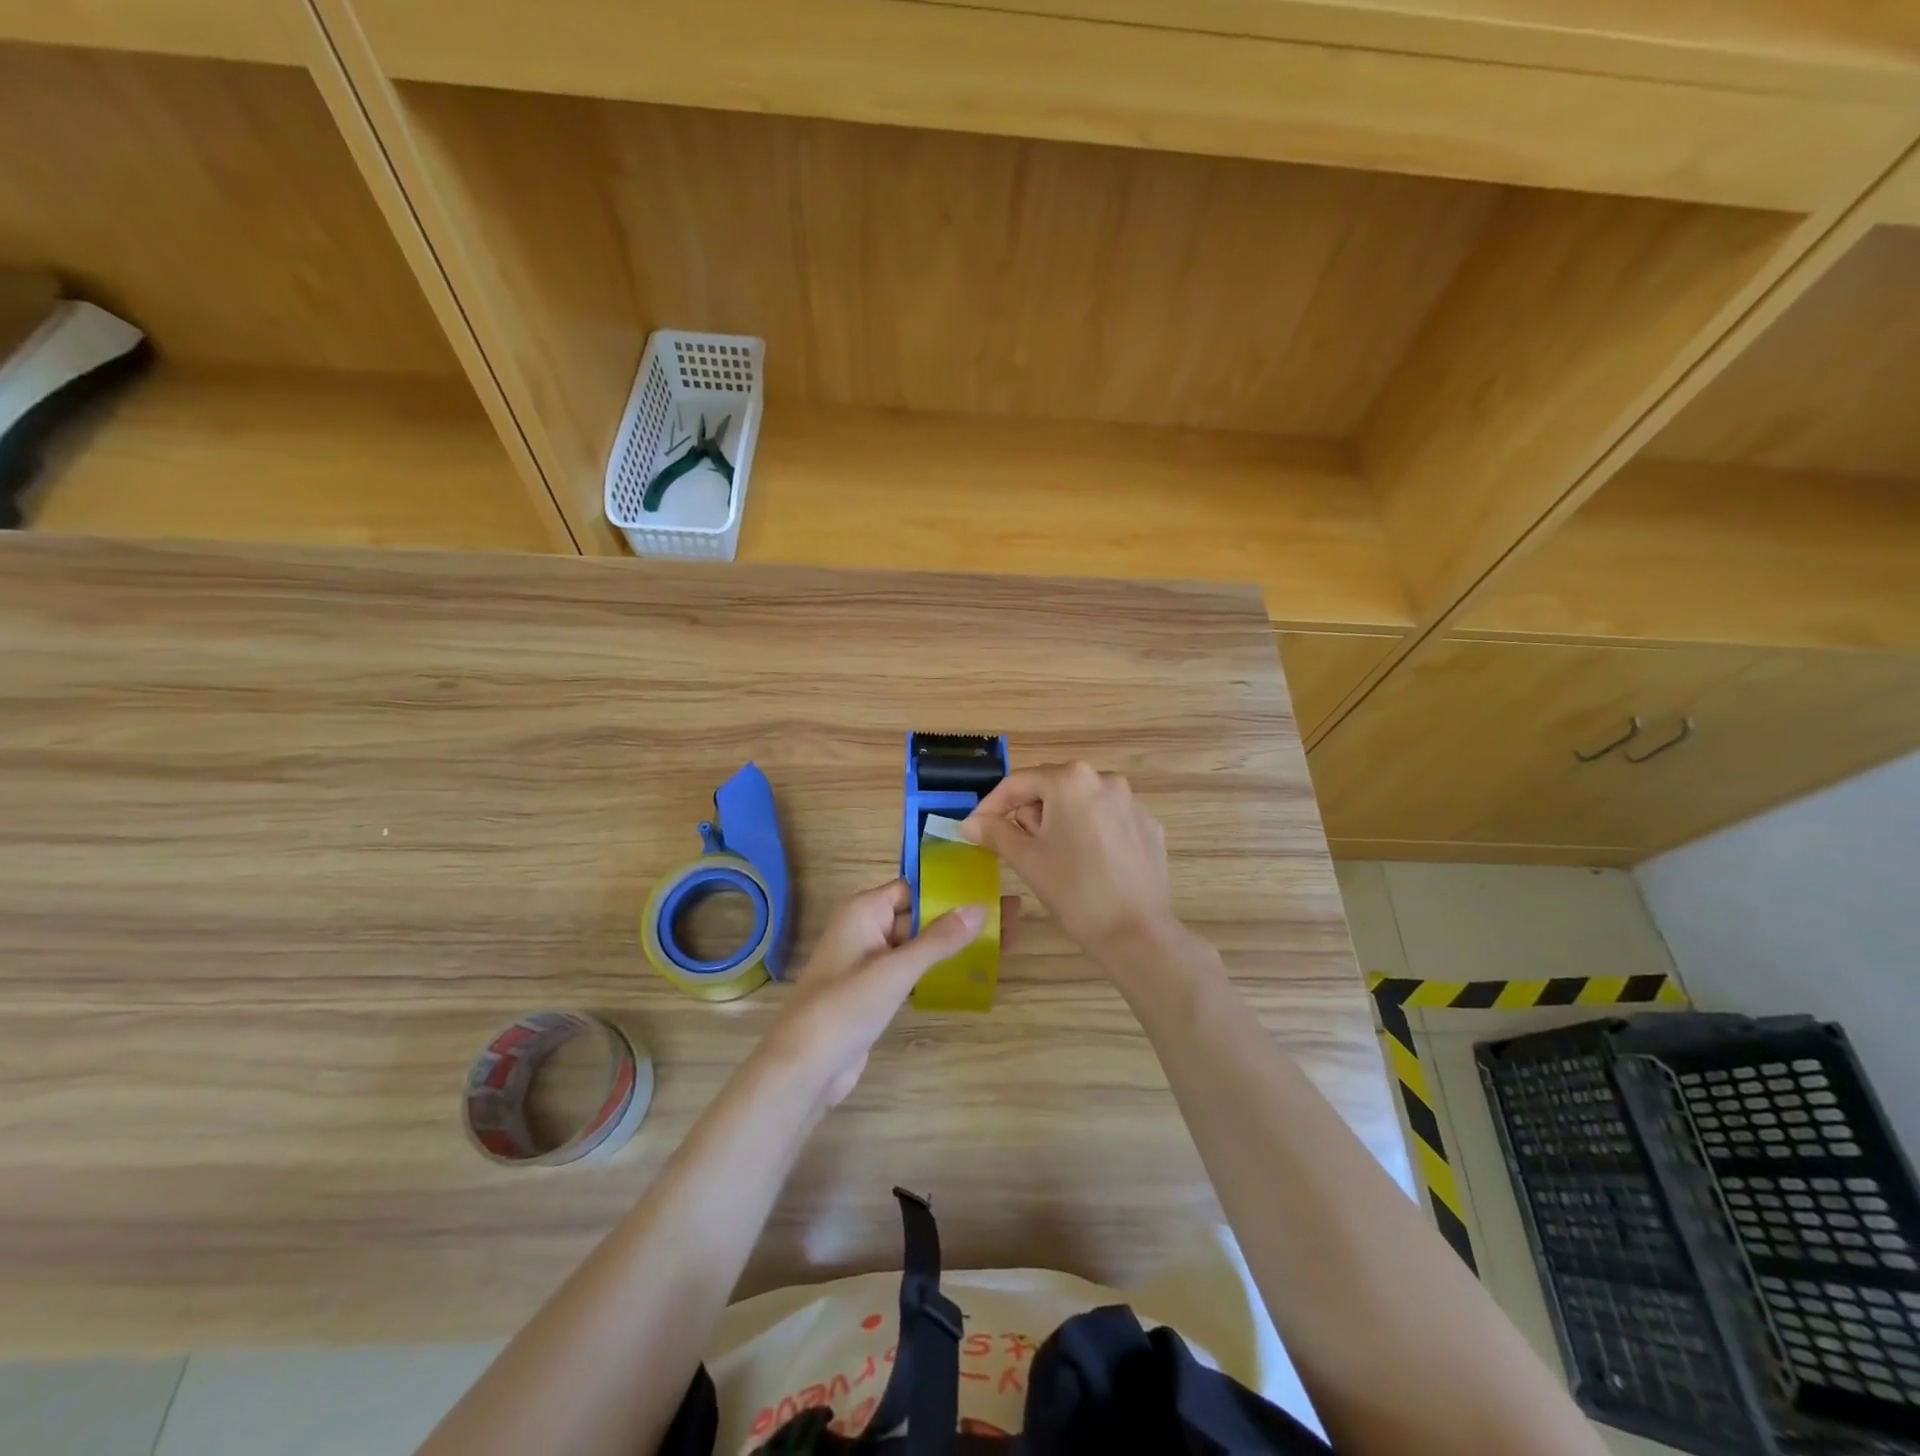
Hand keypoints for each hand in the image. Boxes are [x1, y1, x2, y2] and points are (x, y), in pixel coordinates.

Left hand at [767, 880, 984, 1106]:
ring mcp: (869, 962)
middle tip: (1011, 917)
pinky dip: (938, 969)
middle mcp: (865, 928)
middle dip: (961, 917)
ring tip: (1003, 941)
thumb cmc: (845, 1007)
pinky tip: (972, 971)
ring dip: (954, 944)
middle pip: (920, 914)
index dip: (950, 888)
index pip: (913, 887)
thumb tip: (980, 908)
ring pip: (919, 944)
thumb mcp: (895, 970)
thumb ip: (938, 939)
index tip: (991, 888)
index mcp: (863, 911)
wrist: (805, 1068)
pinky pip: (912, 970)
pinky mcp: (875, 991)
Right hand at [962, 762, 1175, 961]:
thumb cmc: (1074, 891)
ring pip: (1080, 803)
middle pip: (1051, 788)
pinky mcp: (1148, 826)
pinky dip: (1090, 833)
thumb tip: (971, 823)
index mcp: (1071, 780)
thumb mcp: (1026, 859)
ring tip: (1057, 859)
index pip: (1018, 783)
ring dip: (1060, 822)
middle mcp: (1105, 779)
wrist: (1135, 933)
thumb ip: (995, 832)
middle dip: (1031, 814)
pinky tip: (1089, 865)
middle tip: (1022, 850)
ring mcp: (1132, 802)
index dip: (991, 805)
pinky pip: (1107, 819)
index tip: (976, 829)